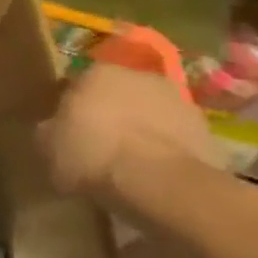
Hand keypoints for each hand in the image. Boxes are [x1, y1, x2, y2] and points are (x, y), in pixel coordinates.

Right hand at [42, 64, 213, 199]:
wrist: (162, 185)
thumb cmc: (94, 154)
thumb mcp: (47, 145)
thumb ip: (49, 130)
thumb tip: (52, 130)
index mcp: (98, 71)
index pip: (79, 84)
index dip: (73, 109)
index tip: (69, 132)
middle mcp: (141, 77)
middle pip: (120, 96)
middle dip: (112, 116)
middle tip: (100, 147)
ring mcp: (182, 105)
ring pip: (152, 118)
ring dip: (143, 134)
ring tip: (131, 168)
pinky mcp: (210, 136)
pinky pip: (177, 143)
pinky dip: (167, 156)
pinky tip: (155, 180)